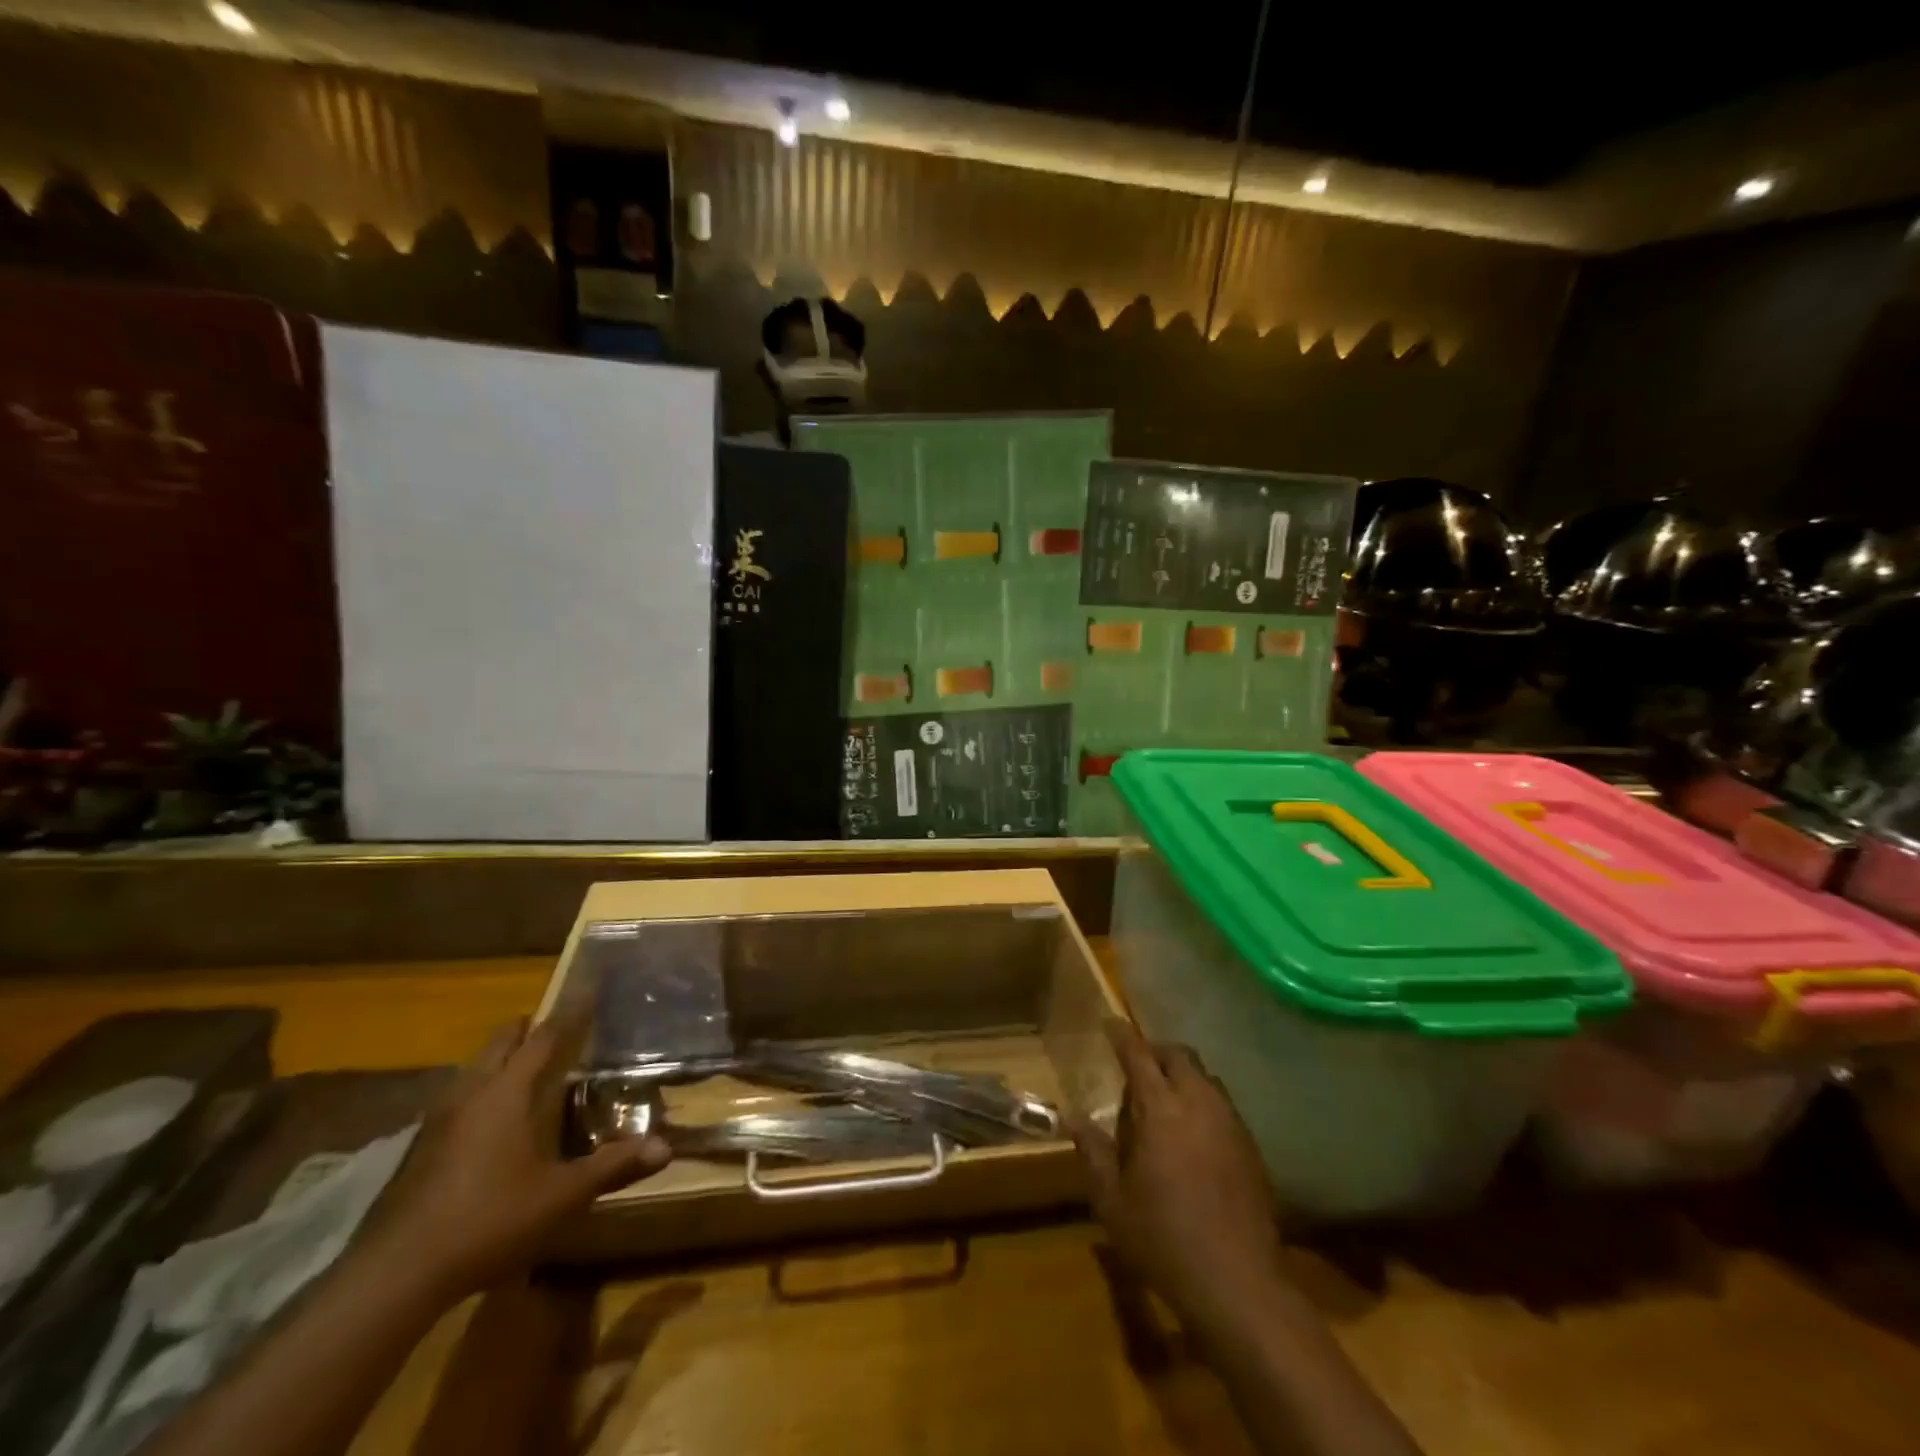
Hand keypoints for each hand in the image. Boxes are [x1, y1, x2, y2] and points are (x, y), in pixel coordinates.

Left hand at [355, 1009, 669, 1298]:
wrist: (391, 1278)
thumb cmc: (487, 1221)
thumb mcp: (561, 1197)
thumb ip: (612, 1167)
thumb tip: (666, 1147)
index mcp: (507, 1092)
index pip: (545, 1037)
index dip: (570, 1011)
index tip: (588, 987)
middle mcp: (470, 1094)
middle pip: (499, 1044)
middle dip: (526, 1029)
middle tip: (552, 1025)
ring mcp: (436, 1122)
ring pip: (472, 1070)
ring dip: (498, 1059)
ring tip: (522, 1067)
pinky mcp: (417, 1151)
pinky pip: (455, 1100)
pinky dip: (478, 1091)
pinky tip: (486, 1120)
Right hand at [1073, 1018, 1285, 1330]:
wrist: (1239, 1285)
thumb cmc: (1165, 1240)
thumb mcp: (1113, 1201)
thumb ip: (1094, 1153)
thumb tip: (1074, 1118)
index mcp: (1161, 1110)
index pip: (1139, 1055)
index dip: (1122, 1035)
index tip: (1110, 1022)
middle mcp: (1199, 1103)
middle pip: (1179, 1055)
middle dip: (1156, 1051)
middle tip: (1136, 1066)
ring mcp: (1230, 1123)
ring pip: (1205, 1077)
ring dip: (1182, 1075)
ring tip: (1163, 1099)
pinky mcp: (1251, 1146)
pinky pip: (1223, 1104)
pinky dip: (1202, 1100)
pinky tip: (1192, 1132)